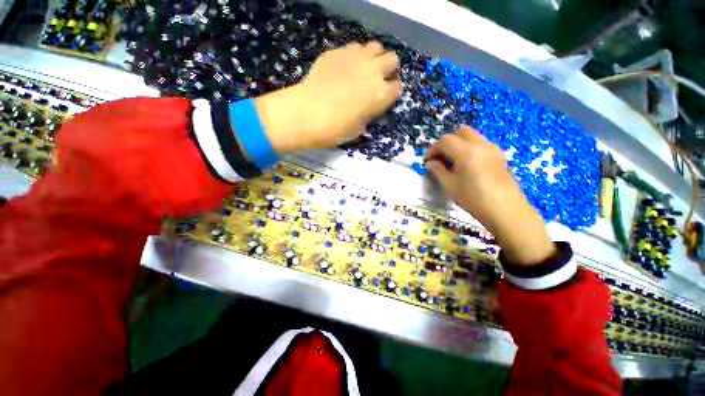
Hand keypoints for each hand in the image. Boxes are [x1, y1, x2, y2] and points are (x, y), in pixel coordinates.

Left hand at [256, 42, 401, 153]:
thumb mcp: (357, 130)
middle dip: (388, 68)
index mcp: (381, 95)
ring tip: (364, 68)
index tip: (386, 96)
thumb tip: (367, 113)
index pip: (397, 87)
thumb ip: (367, 117)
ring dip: (374, 57)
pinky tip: (345, 67)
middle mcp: (373, 72)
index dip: (392, 91)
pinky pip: (354, 47)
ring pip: (375, 47)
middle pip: (392, 59)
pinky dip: (354, 55)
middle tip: (378, 78)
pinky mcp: (338, 52)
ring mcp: (356, 58)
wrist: (308, 114)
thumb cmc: (336, 129)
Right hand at [425, 126, 555, 265]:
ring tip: (453, 161)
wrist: (504, 210)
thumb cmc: (473, 198)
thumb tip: (430, 163)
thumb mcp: (450, 185)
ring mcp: (493, 148)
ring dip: (459, 144)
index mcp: (466, 151)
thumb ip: (438, 170)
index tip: (428, 161)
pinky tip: (467, 164)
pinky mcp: (499, 155)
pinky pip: (481, 144)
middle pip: (461, 132)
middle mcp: (481, 144)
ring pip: (472, 136)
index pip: (445, 141)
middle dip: (447, 142)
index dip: (433, 149)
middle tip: (441, 157)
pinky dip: (470, 148)